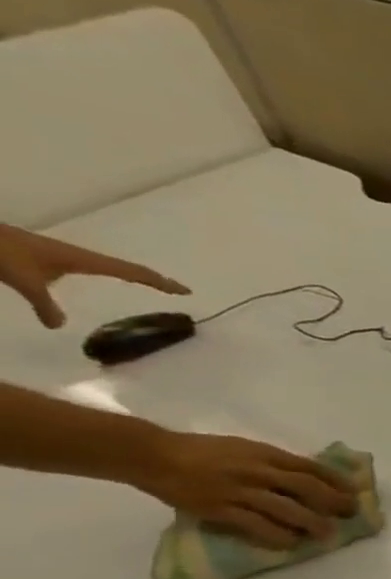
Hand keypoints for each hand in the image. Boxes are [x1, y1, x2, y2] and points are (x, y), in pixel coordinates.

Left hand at [0, 224, 188, 327]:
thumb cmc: (2, 252)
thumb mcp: (23, 280)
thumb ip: (44, 303)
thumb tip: (59, 326)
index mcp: (83, 259)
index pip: (131, 272)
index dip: (159, 282)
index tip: (185, 291)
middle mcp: (80, 257)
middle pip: (126, 268)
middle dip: (152, 278)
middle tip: (174, 289)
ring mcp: (65, 256)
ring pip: (109, 266)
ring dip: (131, 275)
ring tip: (148, 285)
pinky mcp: (50, 257)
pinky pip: (92, 268)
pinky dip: (108, 274)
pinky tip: (99, 280)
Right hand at [130, 431, 357, 548]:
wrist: (152, 455)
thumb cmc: (202, 451)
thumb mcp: (245, 448)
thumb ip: (274, 461)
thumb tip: (307, 476)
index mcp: (265, 454)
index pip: (311, 468)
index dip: (336, 481)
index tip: (354, 492)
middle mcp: (257, 471)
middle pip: (306, 488)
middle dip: (333, 502)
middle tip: (350, 514)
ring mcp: (238, 490)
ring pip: (286, 509)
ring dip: (311, 523)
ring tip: (327, 534)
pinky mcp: (218, 508)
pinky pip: (254, 525)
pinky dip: (276, 535)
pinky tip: (290, 543)